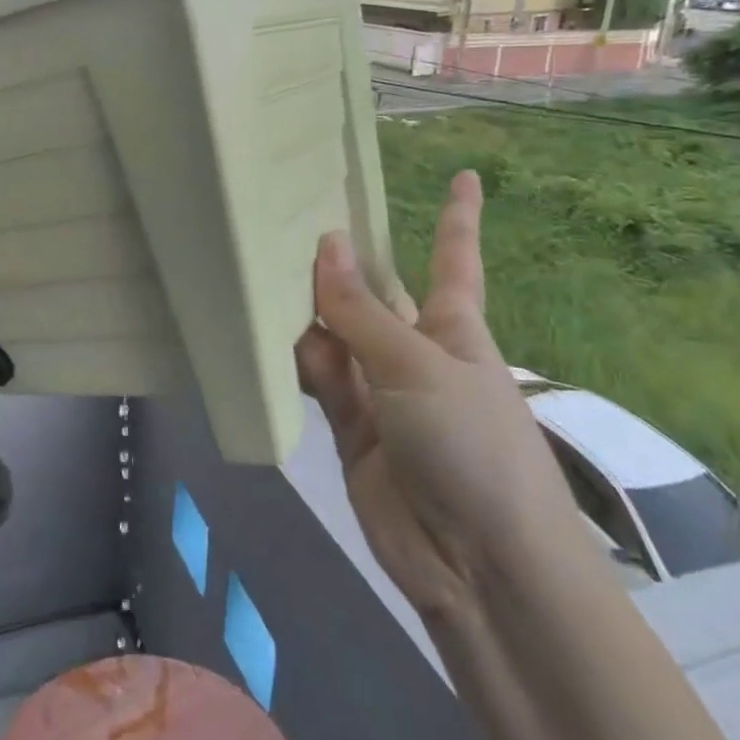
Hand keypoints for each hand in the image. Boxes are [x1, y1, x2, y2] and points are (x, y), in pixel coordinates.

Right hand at [296, 171, 581, 622]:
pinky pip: (319, 381)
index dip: (458, 217)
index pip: (453, 258)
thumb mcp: (417, 367)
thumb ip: (361, 311)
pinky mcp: (351, 431)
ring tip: (260, 269)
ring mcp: (382, 393)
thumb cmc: (472, 444)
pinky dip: (296, 361)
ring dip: (307, 311)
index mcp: (453, 326)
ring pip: (336, 336)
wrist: (479, 565)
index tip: (466, 174)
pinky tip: (262, 335)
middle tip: (289, 216)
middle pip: (375, 295)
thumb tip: (326, 242)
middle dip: (343, 262)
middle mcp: (414, 352)